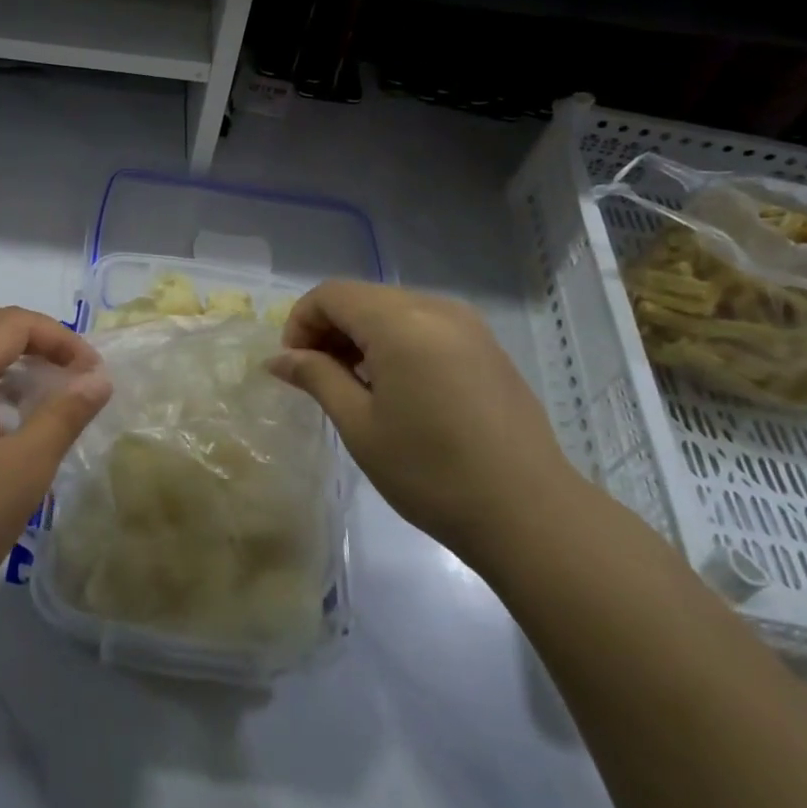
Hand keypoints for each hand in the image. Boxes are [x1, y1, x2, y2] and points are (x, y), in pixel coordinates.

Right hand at [268, 281, 579, 560]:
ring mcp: (469, 326)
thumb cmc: (430, 472)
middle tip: (317, 378)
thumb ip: (316, 377)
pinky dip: (395, 343)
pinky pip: (426, 326)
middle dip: (329, 328)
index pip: (331, 294)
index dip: (301, 322)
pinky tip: (396, 389)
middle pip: (363, 297)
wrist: (528, 513)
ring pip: (395, 310)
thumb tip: (278, 358)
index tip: (294, 367)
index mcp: (401, 322)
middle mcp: (436, 308)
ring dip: (362, 336)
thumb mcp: (360, 425)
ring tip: (353, 386)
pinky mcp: (487, 347)